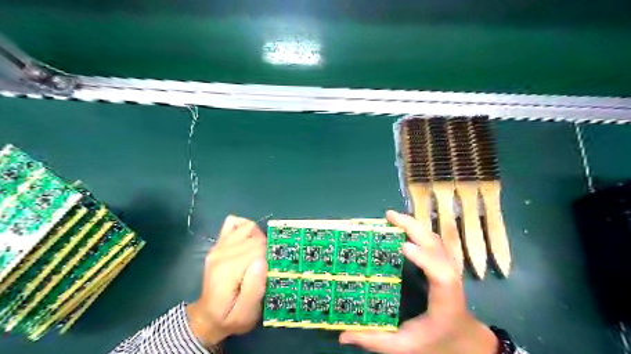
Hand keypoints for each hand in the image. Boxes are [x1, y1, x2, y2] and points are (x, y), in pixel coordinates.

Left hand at [185, 216, 267, 348]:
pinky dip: (246, 227)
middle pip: (255, 237)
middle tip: (267, 266)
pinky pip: (235, 223)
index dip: (270, 257)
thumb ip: (254, 289)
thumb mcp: (245, 314)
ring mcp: (219, 246)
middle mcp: (222, 253)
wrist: (207, 316)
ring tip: (261, 254)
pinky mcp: (220, 243)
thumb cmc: (229, 317)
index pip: (258, 249)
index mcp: (228, 270)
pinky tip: (249, 240)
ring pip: (248, 227)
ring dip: (259, 237)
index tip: (272, 270)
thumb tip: (262, 260)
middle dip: (267, 248)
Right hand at [340, 212, 497, 351]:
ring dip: (414, 224)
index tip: (403, 246)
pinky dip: (417, 229)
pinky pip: (431, 241)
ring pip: (434, 239)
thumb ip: (375, 340)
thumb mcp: (405, 346)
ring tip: (392, 217)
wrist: (464, 340)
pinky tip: (403, 226)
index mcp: (444, 300)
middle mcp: (449, 278)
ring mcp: (448, 267)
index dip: (424, 257)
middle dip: (413, 227)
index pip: (440, 274)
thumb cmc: (437, 341)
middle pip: (436, 246)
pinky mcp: (442, 263)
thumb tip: (342, 336)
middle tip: (389, 216)